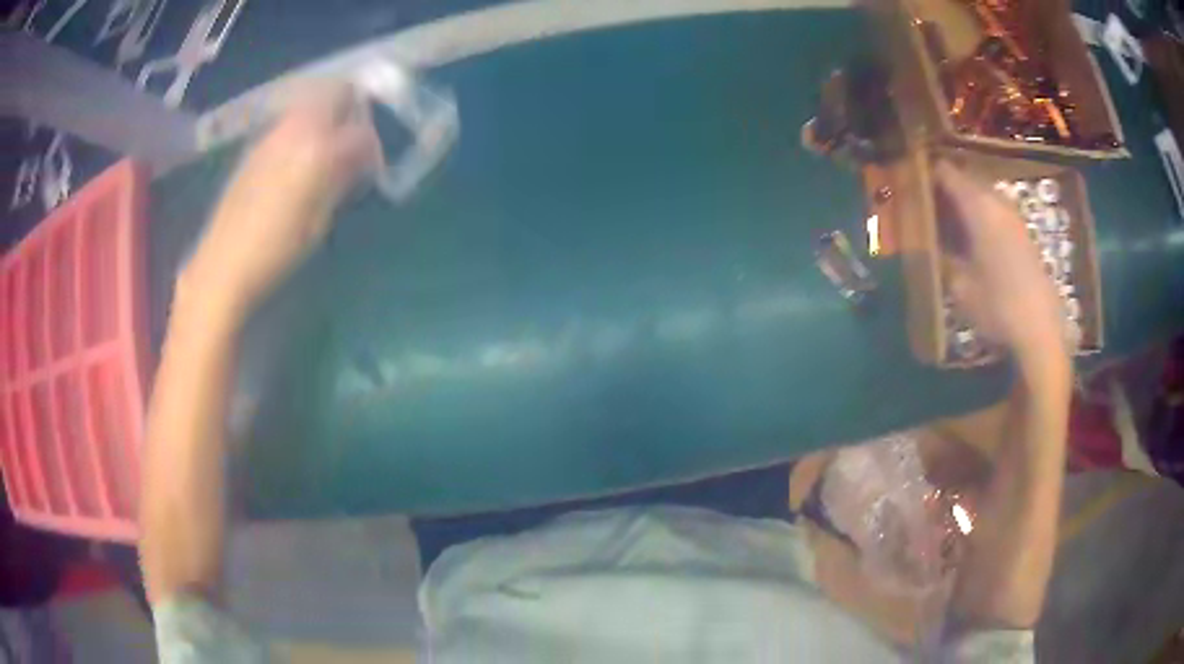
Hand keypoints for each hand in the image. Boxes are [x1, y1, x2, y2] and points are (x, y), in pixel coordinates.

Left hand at [183, 83, 380, 317]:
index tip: (372, 163)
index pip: (360, 130)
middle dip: (351, 107)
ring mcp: (272, 133)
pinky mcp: (255, 145)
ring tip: (326, 149)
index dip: (372, 144)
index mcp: (318, 149)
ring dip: (326, 115)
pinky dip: (303, 128)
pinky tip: (298, 159)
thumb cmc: (276, 251)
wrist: (223, 263)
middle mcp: (295, 129)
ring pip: (309, 102)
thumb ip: (342, 179)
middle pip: (334, 91)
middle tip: (353, 139)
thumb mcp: (319, 220)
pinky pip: (289, 120)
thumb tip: (359, 160)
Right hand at [935, 161, 1067, 361]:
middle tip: (926, 207)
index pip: (946, 172)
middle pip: (965, 178)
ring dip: (964, 202)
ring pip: (982, 194)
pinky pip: (995, 210)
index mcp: (978, 206)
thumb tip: (928, 241)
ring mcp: (1013, 216)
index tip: (910, 185)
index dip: (926, 173)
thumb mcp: (960, 287)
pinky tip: (972, 238)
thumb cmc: (997, 307)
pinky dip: (980, 215)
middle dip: (945, 188)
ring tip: (946, 222)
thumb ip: (942, 256)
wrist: (1040, 330)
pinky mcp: (1023, 233)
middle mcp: (997, 202)